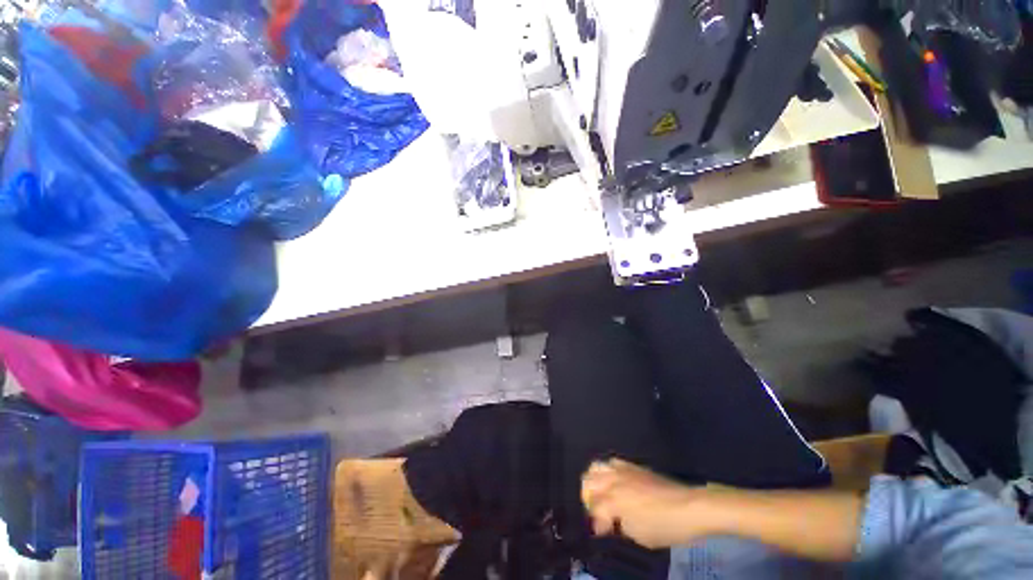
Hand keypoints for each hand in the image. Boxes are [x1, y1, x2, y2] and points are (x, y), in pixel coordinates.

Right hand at [581, 459, 708, 548]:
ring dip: (594, 481)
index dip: (596, 523)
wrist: (687, 507)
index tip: (603, 532)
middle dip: (589, 499)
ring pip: (595, 467)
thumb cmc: (664, 527)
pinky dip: (607, 471)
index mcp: (613, 501)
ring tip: (602, 494)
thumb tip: (609, 523)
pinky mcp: (631, 465)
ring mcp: (621, 470)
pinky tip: (614, 481)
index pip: (593, 509)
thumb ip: (619, 526)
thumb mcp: (639, 536)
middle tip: (599, 513)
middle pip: (588, 482)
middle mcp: (612, 481)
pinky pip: (611, 462)